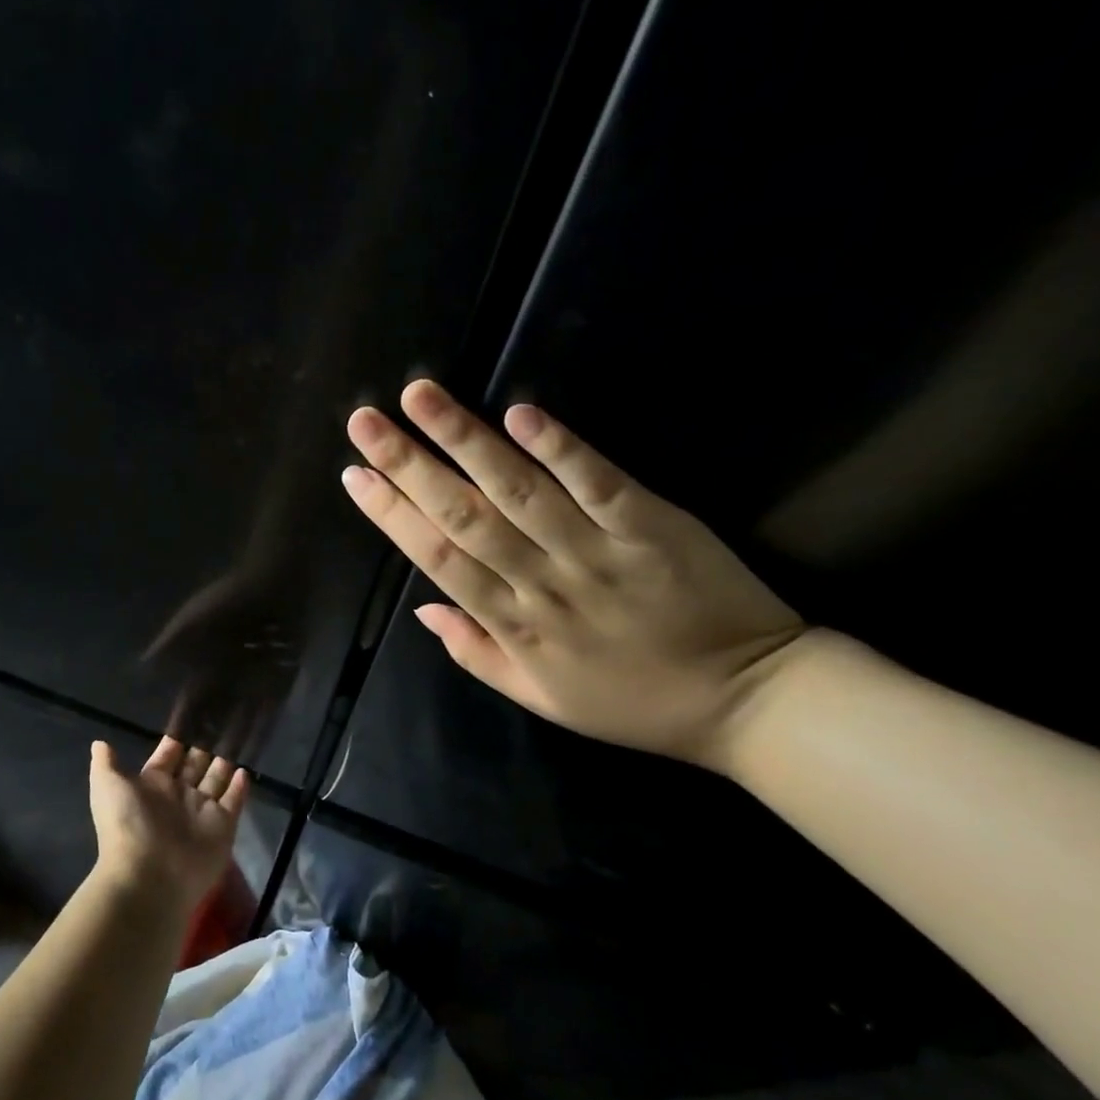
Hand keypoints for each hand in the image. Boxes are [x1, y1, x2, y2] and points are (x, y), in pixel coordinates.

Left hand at [88, 737, 248, 912]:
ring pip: (216, 780)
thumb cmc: (127, 824)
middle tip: (221, 722)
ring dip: (224, 762)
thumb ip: (106, 764)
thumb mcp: (108, 786)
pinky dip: (240, 787)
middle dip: (205, 746)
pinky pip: (234, 801)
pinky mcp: (223, 826)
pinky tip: (245, 770)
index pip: (168, 756)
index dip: (177, 740)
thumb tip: (99, 743)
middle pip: (195, 765)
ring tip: (237, 739)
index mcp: (152, 784)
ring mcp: (202, 811)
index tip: (192, 717)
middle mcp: (178, 795)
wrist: (149, 875)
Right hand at [340, 379, 808, 771]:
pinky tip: (519, 414)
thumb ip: (476, 652)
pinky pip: (598, 484)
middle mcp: (541, 585)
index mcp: (512, 626)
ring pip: (517, 491)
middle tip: (365, 422)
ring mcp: (595, 553)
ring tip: (420, 398)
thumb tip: (422, 610)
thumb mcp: (540, 698)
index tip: (355, 476)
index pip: (437, 560)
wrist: (745, 700)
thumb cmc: (631, 702)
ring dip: (465, 441)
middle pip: (463, 517)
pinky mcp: (651, 526)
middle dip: (408, 465)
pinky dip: (560, 449)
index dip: (392, 515)